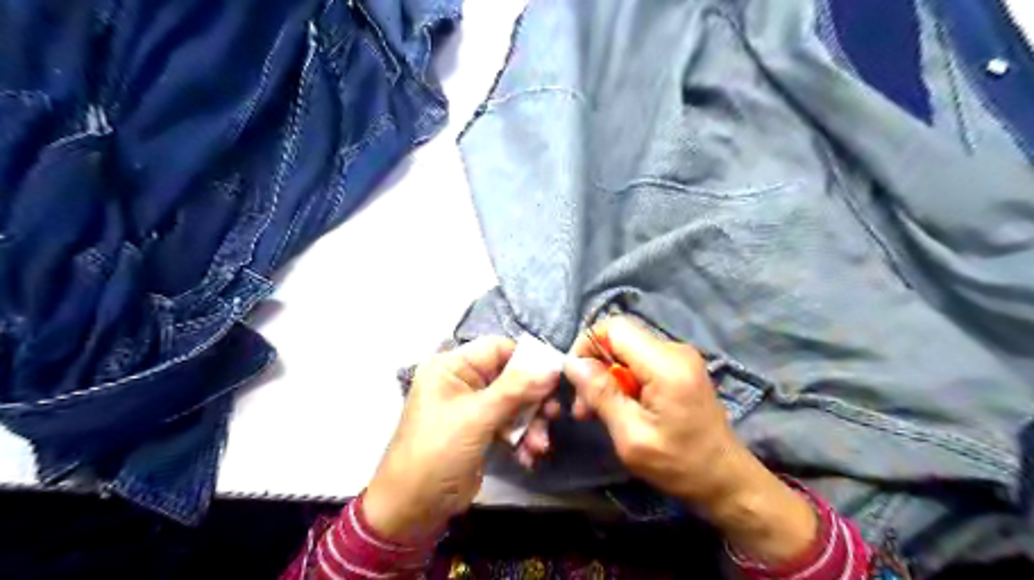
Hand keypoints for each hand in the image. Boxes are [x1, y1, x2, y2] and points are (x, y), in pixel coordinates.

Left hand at [363, 338, 557, 546]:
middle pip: (510, 377)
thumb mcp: (477, 417)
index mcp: (452, 366)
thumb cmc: (438, 451)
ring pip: (514, 403)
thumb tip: (552, 368)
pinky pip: (509, 424)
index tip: (554, 377)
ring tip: (540, 445)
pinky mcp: (480, 430)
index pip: (497, 349)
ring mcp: (472, 407)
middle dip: (533, 399)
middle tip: (553, 414)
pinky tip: (528, 456)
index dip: (527, 360)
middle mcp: (462, 381)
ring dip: (531, 423)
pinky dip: (521, 438)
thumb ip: (516, 389)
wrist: (413, 509)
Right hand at [561, 316, 821, 565]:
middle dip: (595, 366)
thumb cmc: (680, 464)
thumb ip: (601, 394)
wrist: (726, 479)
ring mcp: (680, 357)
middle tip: (584, 407)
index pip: (613, 327)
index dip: (586, 345)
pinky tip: (619, 407)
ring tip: (596, 411)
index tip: (576, 379)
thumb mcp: (632, 436)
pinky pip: (640, 360)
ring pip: (626, 350)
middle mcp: (675, 350)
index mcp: (666, 364)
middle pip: (619, 338)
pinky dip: (623, 380)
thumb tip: (572, 363)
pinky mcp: (680, 367)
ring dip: (606, 376)